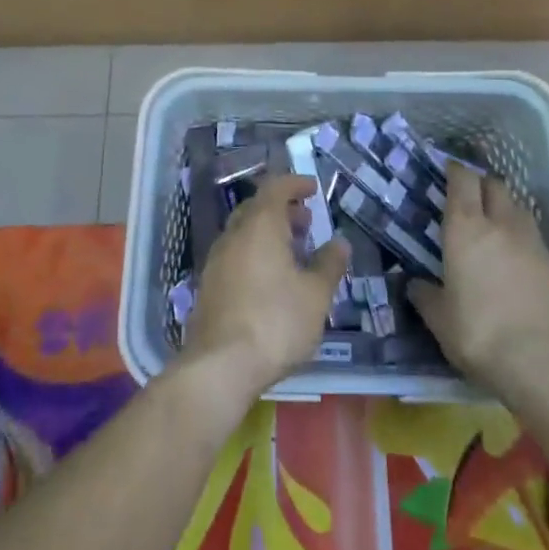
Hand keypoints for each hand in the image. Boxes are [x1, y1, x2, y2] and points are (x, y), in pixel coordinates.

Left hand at [181, 175, 348, 401]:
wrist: (220, 366)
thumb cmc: (275, 322)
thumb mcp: (315, 295)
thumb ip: (329, 264)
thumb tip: (339, 242)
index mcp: (260, 225)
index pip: (275, 187)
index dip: (295, 183)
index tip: (313, 189)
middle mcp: (234, 234)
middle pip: (257, 208)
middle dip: (283, 210)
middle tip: (306, 223)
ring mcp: (216, 260)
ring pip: (244, 232)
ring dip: (268, 233)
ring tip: (293, 254)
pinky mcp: (208, 286)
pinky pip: (235, 255)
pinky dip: (254, 254)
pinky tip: (269, 280)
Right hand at [408, 166, 548, 390]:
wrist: (540, 361)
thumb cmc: (478, 332)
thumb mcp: (439, 319)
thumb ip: (425, 295)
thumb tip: (414, 285)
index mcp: (466, 227)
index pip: (462, 179)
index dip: (455, 171)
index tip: (447, 172)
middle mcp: (499, 222)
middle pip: (493, 184)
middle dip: (480, 184)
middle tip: (468, 198)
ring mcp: (530, 239)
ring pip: (516, 205)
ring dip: (503, 206)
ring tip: (492, 223)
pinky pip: (531, 231)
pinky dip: (519, 231)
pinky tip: (512, 252)